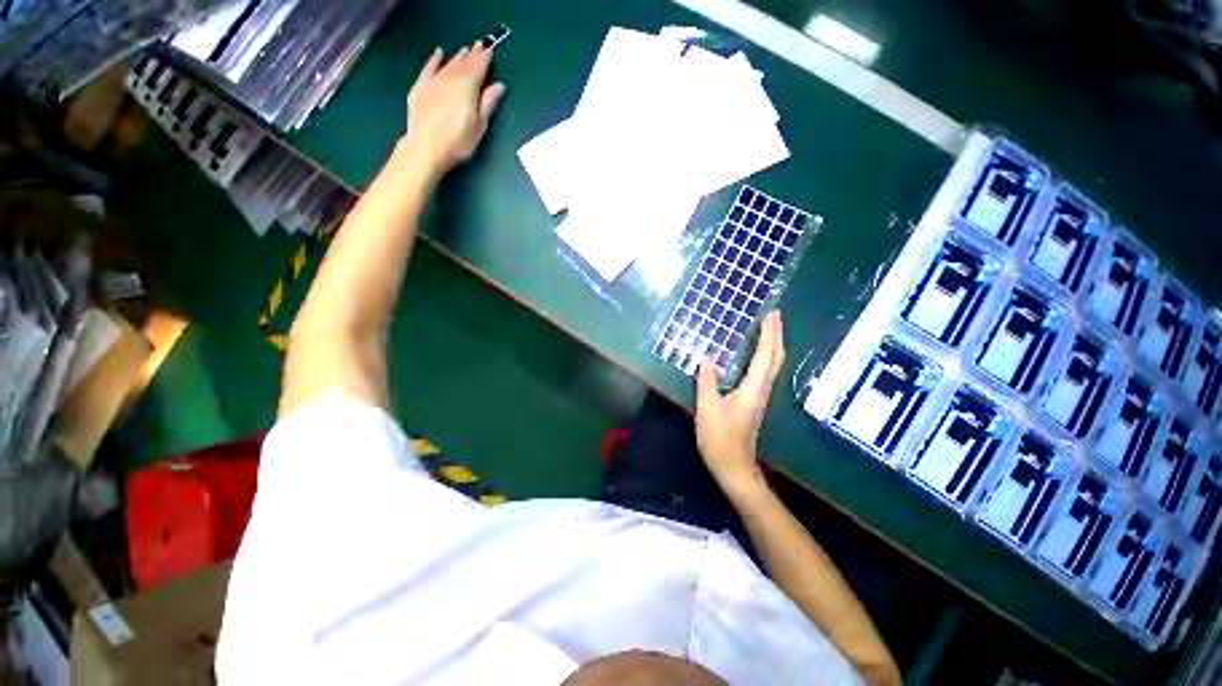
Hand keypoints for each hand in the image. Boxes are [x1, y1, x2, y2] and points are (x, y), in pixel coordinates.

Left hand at [404, 43, 506, 174]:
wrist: (425, 147)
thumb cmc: (458, 142)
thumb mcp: (479, 127)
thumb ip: (488, 104)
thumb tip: (499, 86)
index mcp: (467, 89)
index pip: (478, 69)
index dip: (484, 59)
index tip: (490, 49)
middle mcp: (450, 80)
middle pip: (463, 64)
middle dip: (472, 55)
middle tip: (479, 45)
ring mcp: (433, 82)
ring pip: (448, 64)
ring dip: (457, 57)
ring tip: (465, 50)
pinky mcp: (420, 87)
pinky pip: (428, 68)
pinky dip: (434, 59)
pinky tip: (438, 53)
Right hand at [696, 310, 785, 500]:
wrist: (734, 467)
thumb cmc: (719, 439)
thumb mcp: (707, 408)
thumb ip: (707, 382)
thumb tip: (706, 357)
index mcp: (752, 389)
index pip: (766, 356)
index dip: (769, 334)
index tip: (771, 315)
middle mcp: (762, 390)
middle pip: (776, 358)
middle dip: (776, 335)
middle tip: (774, 315)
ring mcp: (760, 396)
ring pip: (773, 365)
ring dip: (772, 344)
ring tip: (768, 329)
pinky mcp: (755, 401)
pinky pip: (765, 372)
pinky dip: (765, 356)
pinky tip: (757, 354)